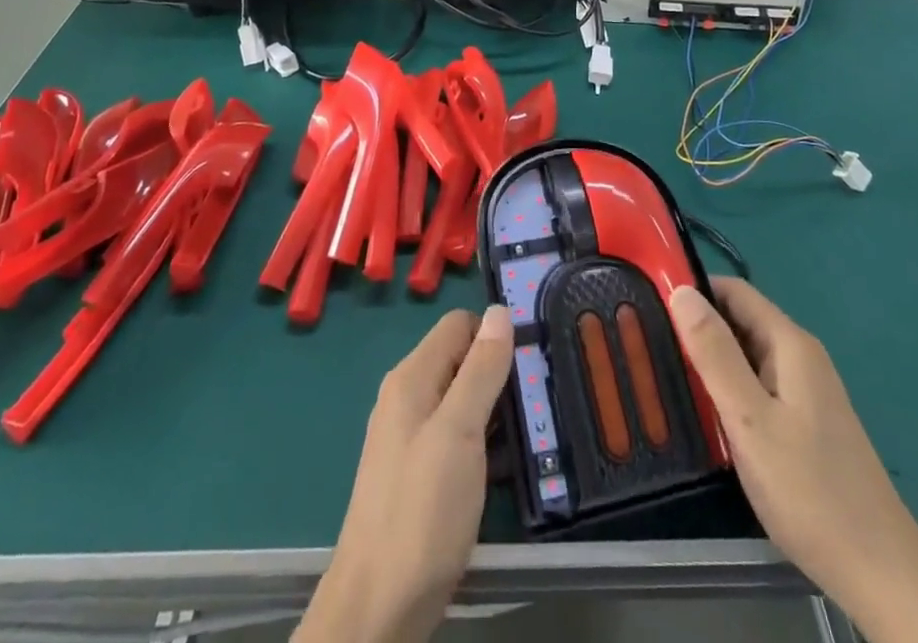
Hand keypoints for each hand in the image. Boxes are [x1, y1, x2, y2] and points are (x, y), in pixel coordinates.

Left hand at [296, 307, 514, 642]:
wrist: (377, 608)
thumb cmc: (421, 511)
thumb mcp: (459, 432)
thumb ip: (481, 370)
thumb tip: (499, 311)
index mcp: (412, 377)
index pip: (458, 325)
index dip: (495, 332)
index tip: (532, 357)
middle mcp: (407, 398)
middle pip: (460, 360)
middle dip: (500, 373)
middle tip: (540, 398)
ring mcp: (410, 438)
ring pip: (462, 400)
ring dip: (496, 410)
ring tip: (535, 430)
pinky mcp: (419, 474)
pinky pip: (457, 437)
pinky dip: (483, 443)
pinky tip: (506, 466)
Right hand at [670, 280, 917, 642]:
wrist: (879, 571)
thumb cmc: (809, 489)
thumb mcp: (750, 419)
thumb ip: (714, 353)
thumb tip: (680, 291)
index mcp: (789, 344)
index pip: (734, 291)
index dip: (694, 291)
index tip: (650, 304)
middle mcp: (800, 356)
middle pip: (740, 320)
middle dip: (698, 327)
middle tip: (649, 344)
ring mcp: (806, 390)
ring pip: (747, 355)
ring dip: (712, 360)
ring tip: (668, 377)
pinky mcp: (805, 422)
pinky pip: (758, 385)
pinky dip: (730, 388)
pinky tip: (706, 414)